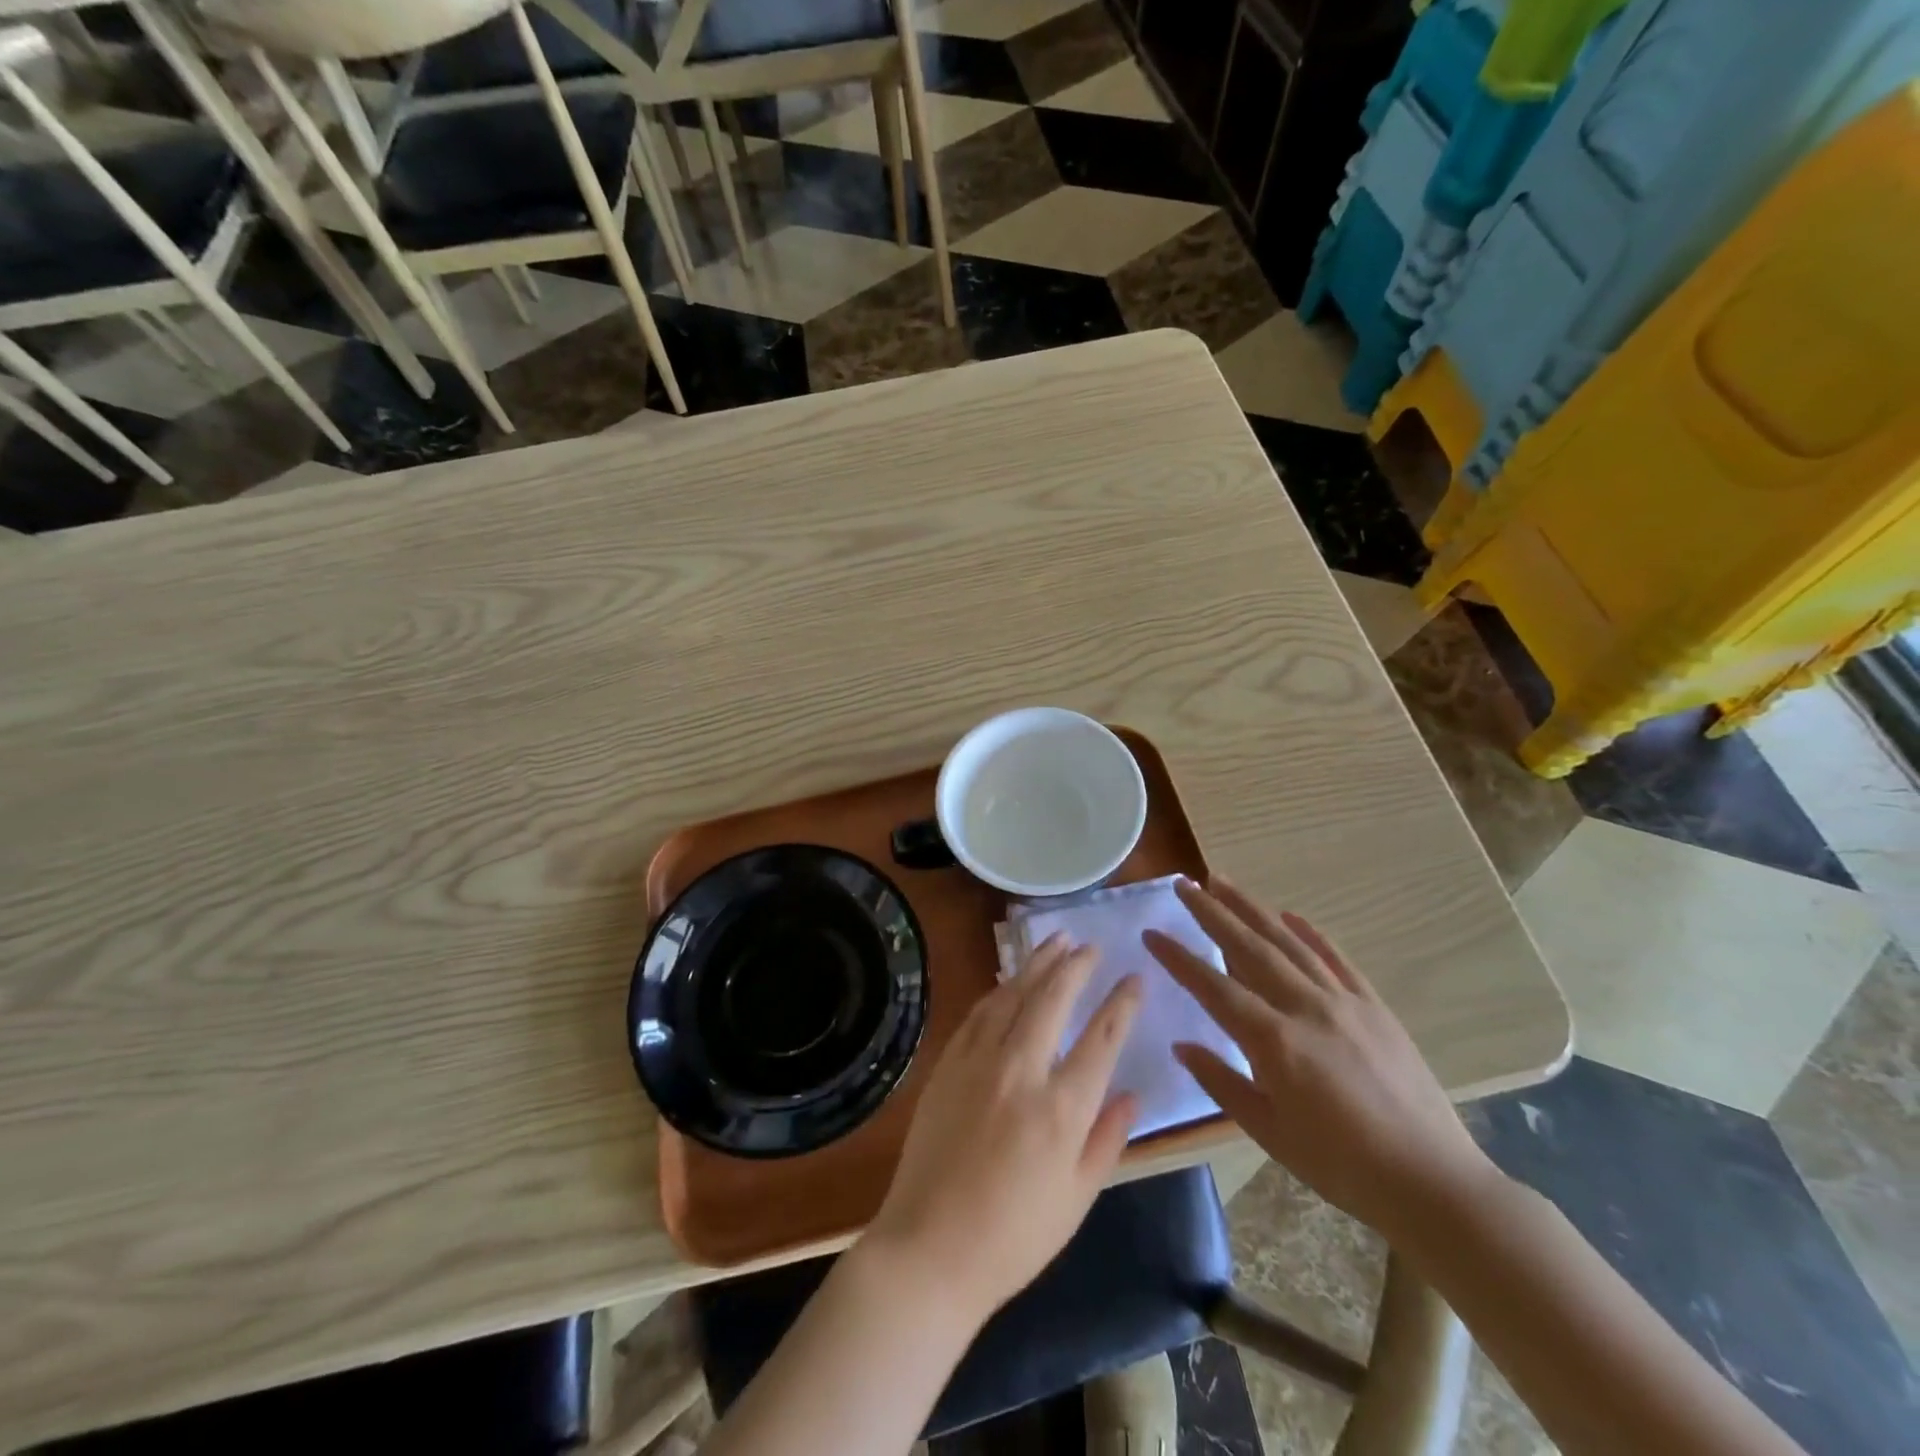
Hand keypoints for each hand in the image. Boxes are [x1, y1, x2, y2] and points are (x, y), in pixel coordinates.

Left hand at [861, 935, 1141, 1323]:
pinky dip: (999, 990)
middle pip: (1052, 1000)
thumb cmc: (1014, 1236)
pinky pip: (978, 1014)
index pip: (1101, 1039)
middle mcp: (1021, 1071)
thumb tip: (1132, 1094)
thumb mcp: (1077, 1199)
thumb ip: (1107, 1139)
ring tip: (1055, 940)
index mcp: (1061, 1109)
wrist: (930, 1248)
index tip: (1134, 978)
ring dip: (1036, 964)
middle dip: (1075, 966)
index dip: (1121, 1003)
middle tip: (1089, 945)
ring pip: (1012, 995)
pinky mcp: (947, 1064)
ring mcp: (978, 1062)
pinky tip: (1009, 980)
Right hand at [1144, 878, 1496, 1239]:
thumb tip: (1183, 1045)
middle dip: (1211, 913)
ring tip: (1223, 882)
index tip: (1152, 932)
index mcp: (1274, 1041)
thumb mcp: (1269, 1132)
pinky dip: (1310, 933)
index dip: (1179, 958)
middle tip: (1184, 885)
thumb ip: (1221, 1083)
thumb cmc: (1341, 1165)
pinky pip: (1336, 959)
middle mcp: (1306, 1007)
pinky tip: (1290, 915)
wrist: (1431, 1182)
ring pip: (1288, 942)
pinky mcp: (1374, 1007)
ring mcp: (1344, 1002)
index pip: (1214, 987)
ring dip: (1252, 908)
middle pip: (1249, 948)